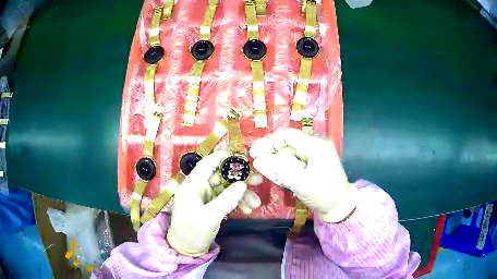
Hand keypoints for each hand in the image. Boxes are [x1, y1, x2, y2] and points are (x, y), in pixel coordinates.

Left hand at [167, 152, 259, 256]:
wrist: (185, 250)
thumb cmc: (192, 232)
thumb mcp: (209, 217)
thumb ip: (226, 200)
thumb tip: (242, 185)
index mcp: (192, 185)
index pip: (208, 164)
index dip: (225, 158)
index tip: (244, 158)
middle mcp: (198, 187)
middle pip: (220, 176)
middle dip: (239, 179)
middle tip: (258, 181)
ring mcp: (204, 197)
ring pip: (225, 189)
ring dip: (241, 195)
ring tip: (256, 203)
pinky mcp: (210, 206)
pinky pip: (225, 199)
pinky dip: (236, 203)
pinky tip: (248, 210)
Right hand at [250, 128, 357, 222]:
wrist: (340, 207)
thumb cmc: (324, 195)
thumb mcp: (301, 183)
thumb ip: (279, 171)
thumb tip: (258, 161)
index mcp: (316, 145)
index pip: (287, 135)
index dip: (268, 142)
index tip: (254, 153)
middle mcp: (315, 145)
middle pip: (286, 144)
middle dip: (271, 154)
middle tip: (258, 166)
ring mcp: (313, 154)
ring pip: (288, 153)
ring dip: (276, 163)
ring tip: (267, 173)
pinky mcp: (311, 162)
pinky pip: (293, 161)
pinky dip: (283, 168)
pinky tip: (278, 175)